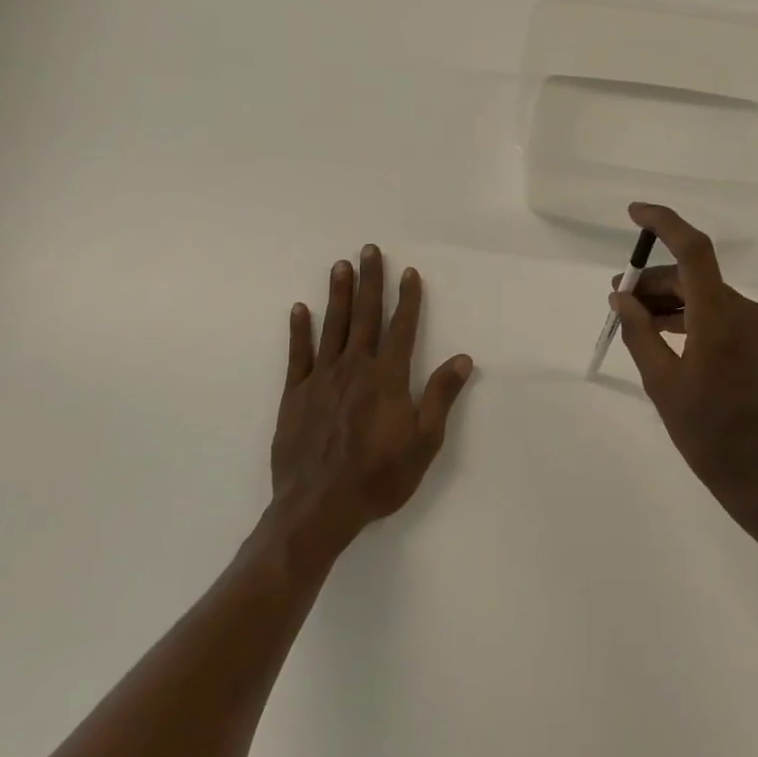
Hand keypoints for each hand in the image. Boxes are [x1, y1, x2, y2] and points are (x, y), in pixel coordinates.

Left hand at [271, 245, 473, 558]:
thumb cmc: (379, 477)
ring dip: (338, 294)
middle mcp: (355, 368)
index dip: (408, 299)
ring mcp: (321, 379)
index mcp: (388, 378)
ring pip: (332, 326)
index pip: (402, 328)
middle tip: (370, 249)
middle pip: (365, 316)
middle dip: (371, 281)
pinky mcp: (295, 395)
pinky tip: (300, 309)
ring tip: (341, 265)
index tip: (409, 271)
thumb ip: (440, 396)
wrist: (318, 507)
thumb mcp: (424, 442)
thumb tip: (463, 358)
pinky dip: (299, 330)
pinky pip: (297, 354)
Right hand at [612, 203, 757, 533]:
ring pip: (702, 294)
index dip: (664, 223)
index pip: (693, 250)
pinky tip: (659, 333)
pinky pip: (714, 313)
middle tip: (617, 298)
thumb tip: (620, 297)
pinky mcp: (756, 343)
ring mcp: (754, 327)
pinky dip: (685, 315)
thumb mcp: (662, 383)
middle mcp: (743, 311)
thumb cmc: (709, 435)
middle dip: (652, 280)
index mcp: (720, 317)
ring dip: (667, 299)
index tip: (633, 213)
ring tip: (632, 319)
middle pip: (692, 275)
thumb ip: (639, 332)